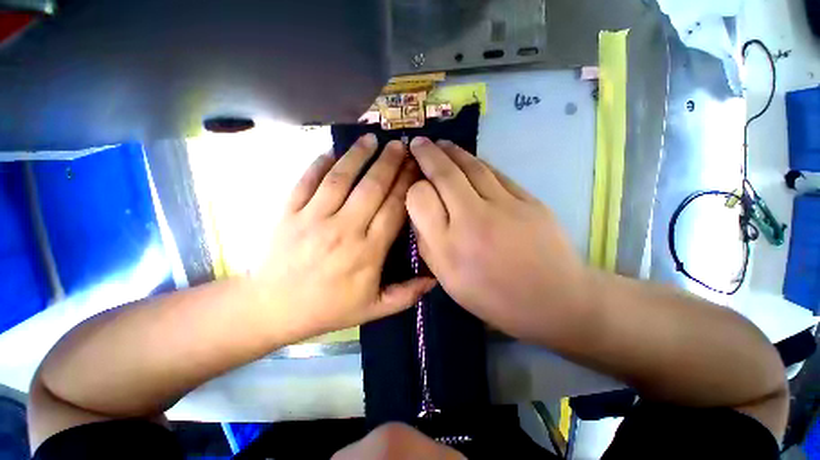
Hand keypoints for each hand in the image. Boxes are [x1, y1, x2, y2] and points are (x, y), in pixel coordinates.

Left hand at [253, 134, 435, 342]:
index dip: (407, 185)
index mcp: (367, 252)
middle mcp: (343, 229)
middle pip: (372, 187)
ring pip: (340, 178)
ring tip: (371, 138)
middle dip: (389, 162)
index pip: (394, 209)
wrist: (272, 309)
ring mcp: (312, 218)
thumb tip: (436, 278)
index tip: (416, 167)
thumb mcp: (373, 309)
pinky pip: (306, 181)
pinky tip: (332, 150)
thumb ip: (407, 295)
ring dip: (358, 155)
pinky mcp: (288, 212)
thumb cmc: (328, 308)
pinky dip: (319, 163)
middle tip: (401, 144)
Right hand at [405, 137, 590, 342]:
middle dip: (427, 154)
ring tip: (440, 144)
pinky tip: (468, 159)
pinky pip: (495, 173)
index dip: (413, 187)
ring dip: (451, 151)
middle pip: (444, 174)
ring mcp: (504, 205)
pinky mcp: (528, 199)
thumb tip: (419, 213)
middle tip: (418, 142)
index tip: (413, 184)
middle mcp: (473, 219)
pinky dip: (477, 162)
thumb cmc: (494, 297)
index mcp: (449, 246)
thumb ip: (428, 245)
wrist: (553, 299)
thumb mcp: (448, 281)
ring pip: (471, 166)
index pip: (420, 198)